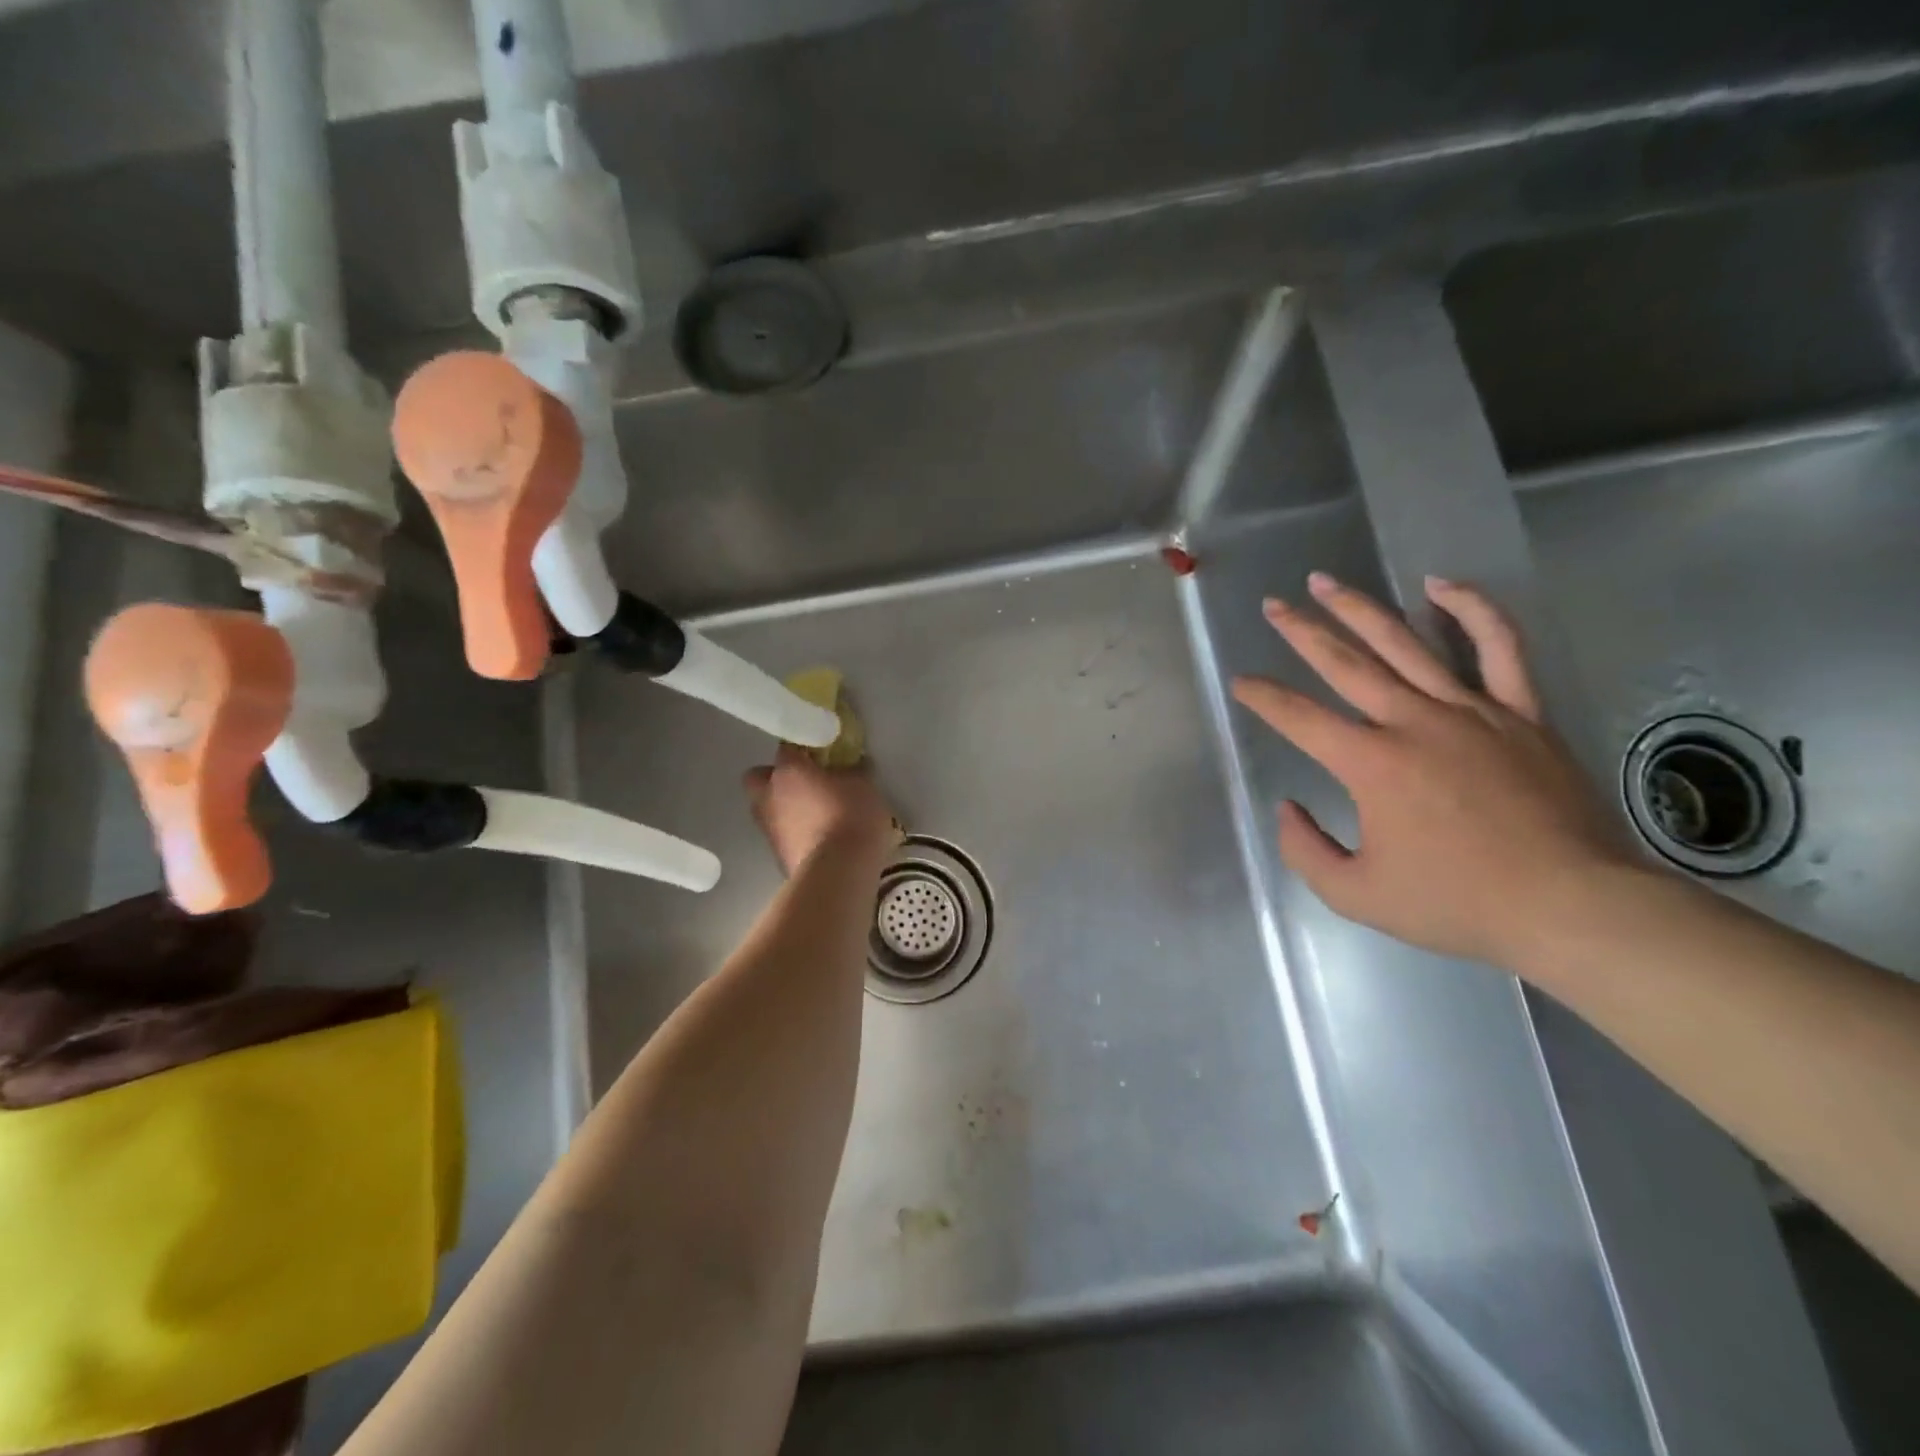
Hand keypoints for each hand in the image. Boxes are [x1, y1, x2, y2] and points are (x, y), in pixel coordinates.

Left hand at [742, 745, 898, 875]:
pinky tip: (819, 839)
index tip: (822, 756)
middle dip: (776, 779)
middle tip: (805, 784)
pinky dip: (795, 834)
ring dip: (785, 809)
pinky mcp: (776, 857)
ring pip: (768, 809)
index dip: (803, 750)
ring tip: (816, 816)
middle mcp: (769, 795)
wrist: (838, 872)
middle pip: (759, 778)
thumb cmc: (851, 816)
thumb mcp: (864, 785)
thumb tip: (852, 766)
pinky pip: (782, 836)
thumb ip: (853, 772)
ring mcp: (769, 828)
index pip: (787, 747)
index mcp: (788, 770)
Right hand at [1231, 573, 1637, 968]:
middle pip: (1344, 663)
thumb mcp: (1356, 894)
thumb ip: (1305, 850)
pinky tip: (1440, 586)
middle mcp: (1412, 722)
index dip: (1263, 697)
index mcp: (1370, 764)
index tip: (1241, 682)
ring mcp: (1471, 710)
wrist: (1572, 907)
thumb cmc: (1457, 904)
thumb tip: (1288, 808)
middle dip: (1301, 632)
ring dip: (1360, 608)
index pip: (1299, 718)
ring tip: (1326, 582)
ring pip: (1405, 643)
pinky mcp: (1520, 712)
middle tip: (1273, 605)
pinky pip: (1498, 648)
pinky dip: (1471, 610)